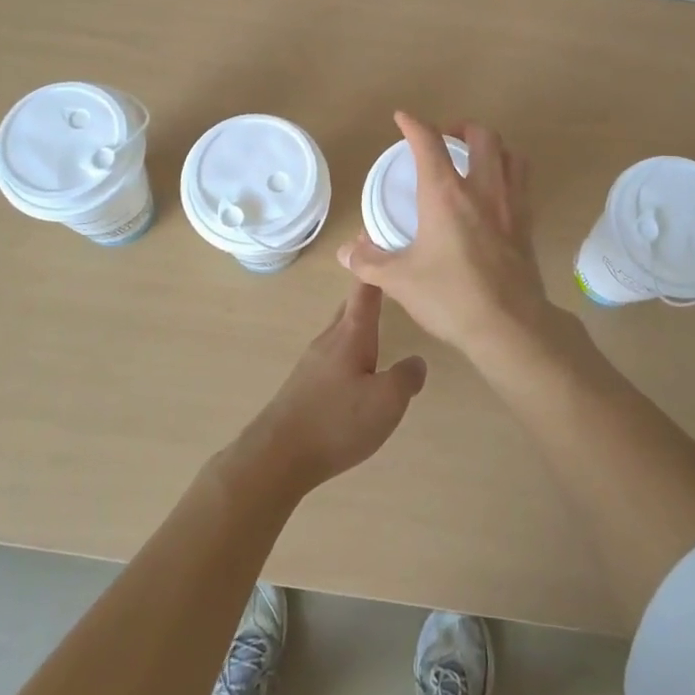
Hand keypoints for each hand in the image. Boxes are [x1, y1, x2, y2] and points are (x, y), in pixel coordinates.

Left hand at [235, 278, 427, 496]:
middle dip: (367, 294)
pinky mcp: (304, 385)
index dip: (374, 267)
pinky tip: (358, 370)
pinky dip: (349, 349)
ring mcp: (312, 362)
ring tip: (379, 324)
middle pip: (350, 307)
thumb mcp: (386, 401)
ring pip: (340, 332)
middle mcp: (329, 340)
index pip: (365, 290)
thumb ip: (406, 377)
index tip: (379, 239)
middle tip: (387, 282)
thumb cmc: (337, 421)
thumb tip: (417, 361)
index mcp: (351, 334)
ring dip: (358, 324)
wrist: (278, 455)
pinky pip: (332, 355)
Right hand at [338, 112, 557, 365]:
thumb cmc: (450, 297)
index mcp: (446, 194)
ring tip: (474, 157)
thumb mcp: (399, 280)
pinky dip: (507, 172)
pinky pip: (522, 181)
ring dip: (491, 146)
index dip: (414, 125)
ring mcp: (511, 204)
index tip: (402, 118)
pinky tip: (494, 192)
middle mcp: (482, 189)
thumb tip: (346, 251)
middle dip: (460, 127)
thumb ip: (369, 262)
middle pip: (481, 136)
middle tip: (444, 138)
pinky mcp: (527, 223)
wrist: (509, 325)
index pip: (429, 143)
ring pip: (510, 153)